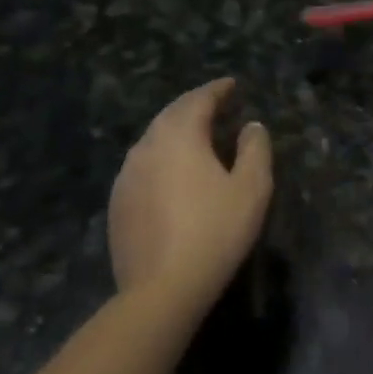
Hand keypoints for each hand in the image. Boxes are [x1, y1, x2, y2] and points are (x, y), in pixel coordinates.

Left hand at [108, 78, 271, 312]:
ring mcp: (126, 176)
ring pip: (152, 139)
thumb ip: (255, 149)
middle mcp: (146, 147)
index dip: (217, 89)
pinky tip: (172, 173)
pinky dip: (161, 157)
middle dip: (194, 106)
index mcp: (179, 137)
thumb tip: (251, 126)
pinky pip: (141, 166)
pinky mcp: (117, 204)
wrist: (161, 289)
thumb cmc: (215, 231)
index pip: (197, 100)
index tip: (232, 84)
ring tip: (196, 135)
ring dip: (175, 130)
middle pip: (170, 115)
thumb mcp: (252, 188)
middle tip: (216, 104)